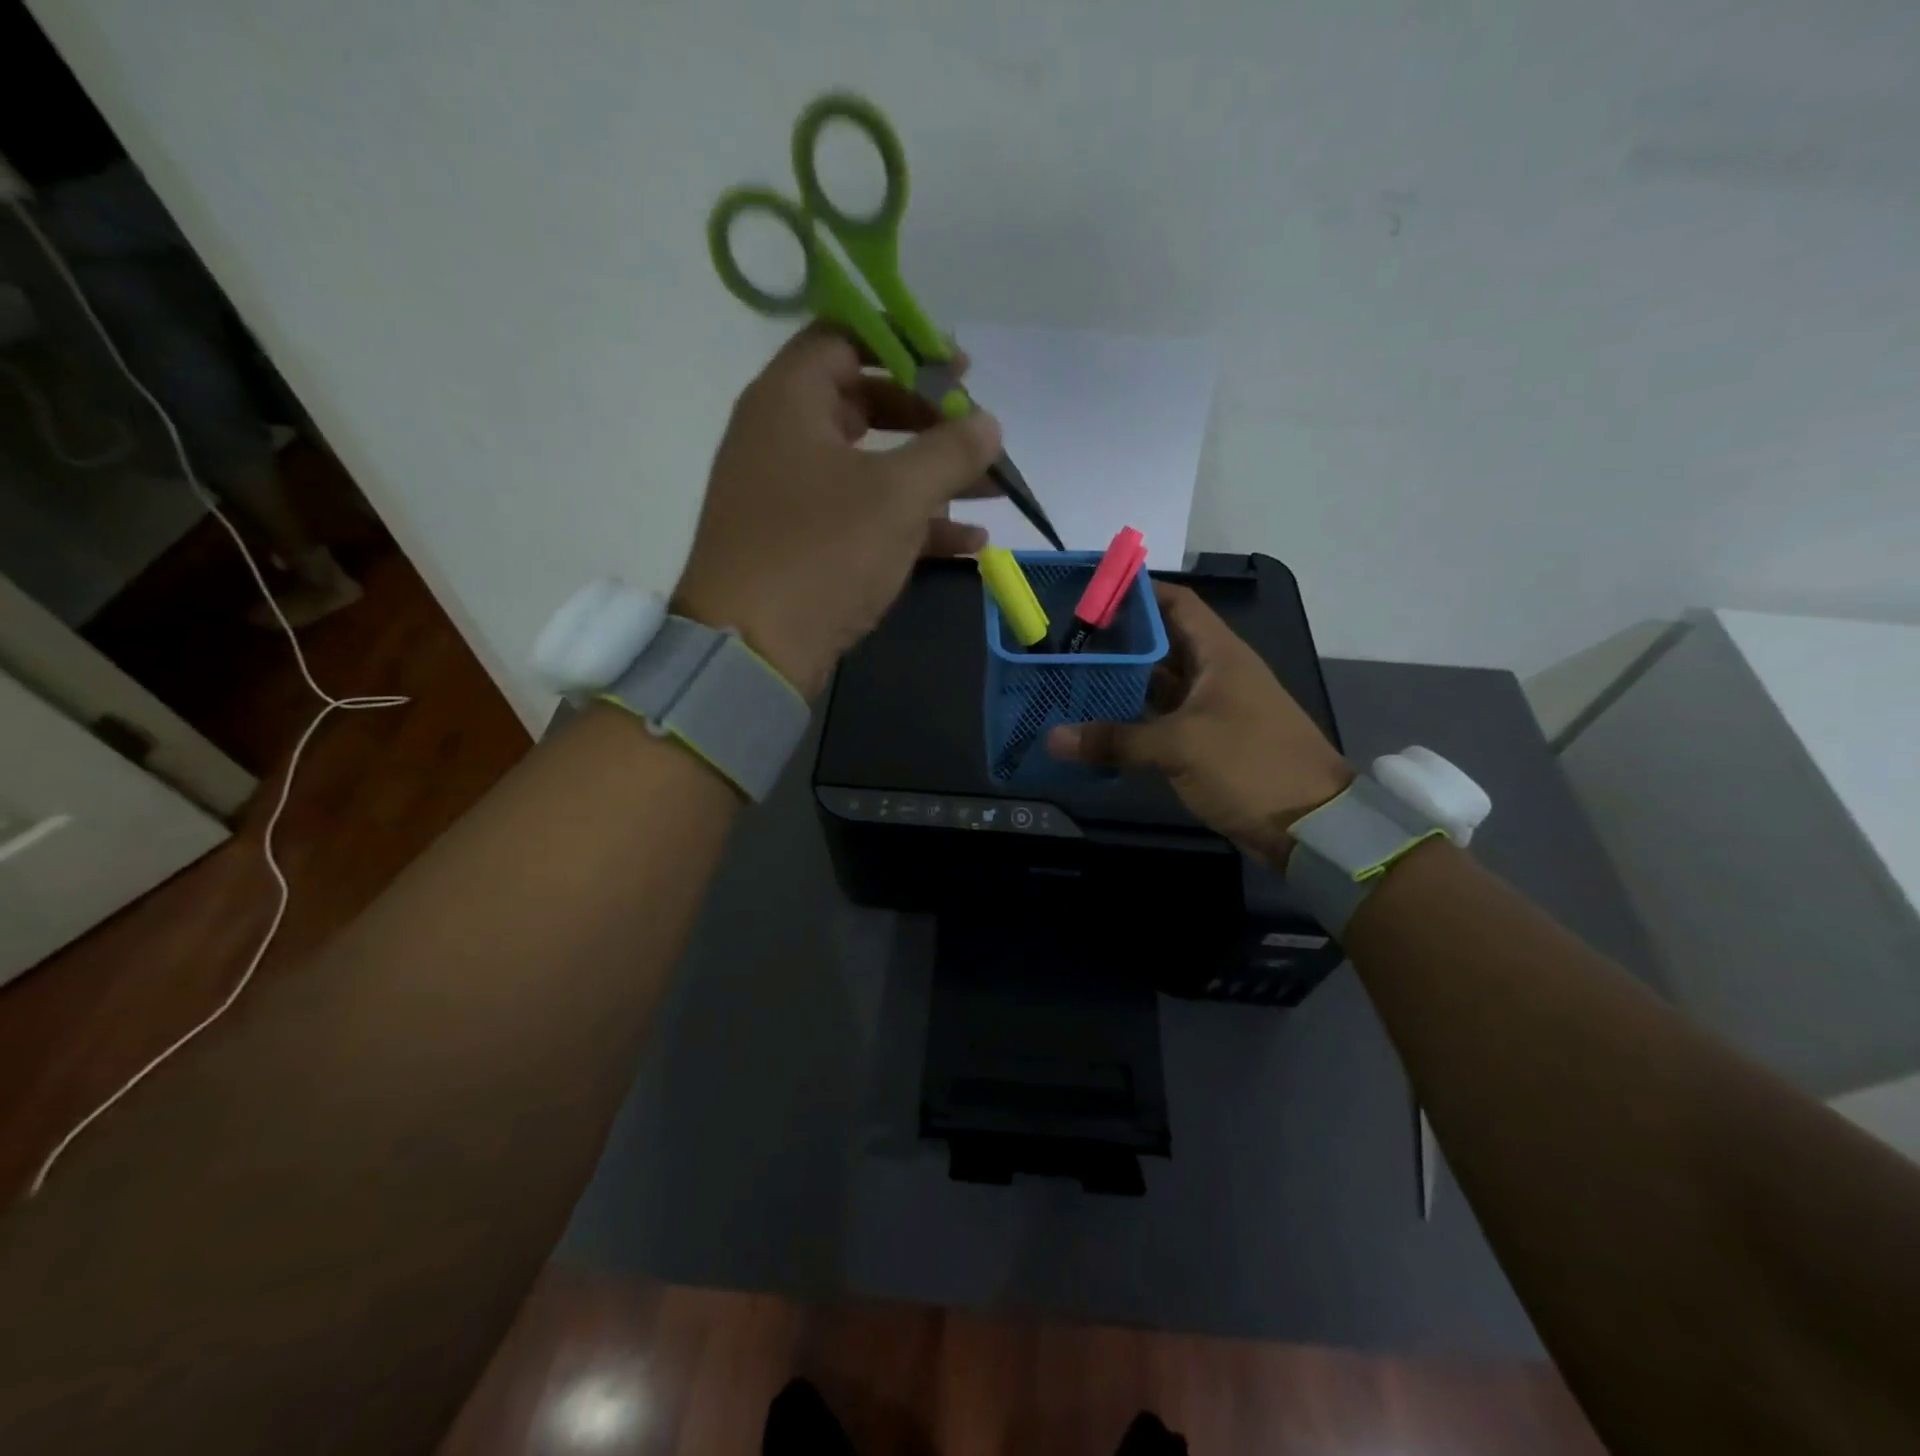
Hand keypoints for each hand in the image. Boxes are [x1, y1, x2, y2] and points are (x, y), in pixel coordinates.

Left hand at [675, 326, 1002, 697]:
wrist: (752, 650)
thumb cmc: (821, 552)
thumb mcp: (897, 496)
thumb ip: (948, 451)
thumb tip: (988, 424)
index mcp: (789, 401)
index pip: (844, 339)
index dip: (904, 345)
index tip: (956, 369)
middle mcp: (783, 438)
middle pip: (864, 404)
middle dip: (928, 421)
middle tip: (976, 434)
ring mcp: (791, 496)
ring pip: (870, 468)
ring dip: (931, 478)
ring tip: (992, 493)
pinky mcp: (802, 544)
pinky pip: (863, 517)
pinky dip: (911, 525)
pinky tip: (968, 544)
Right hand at [1047, 583, 1353, 865]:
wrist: (1309, 824)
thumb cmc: (1250, 764)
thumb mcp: (1181, 746)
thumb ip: (1115, 739)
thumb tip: (1052, 737)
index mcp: (1218, 654)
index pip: (1175, 603)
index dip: (1136, 593)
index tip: (1089, 594)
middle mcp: (1213, 673)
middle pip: (1159, 644)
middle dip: (1116, 642)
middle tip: (1064, 643)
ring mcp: (1209, 709)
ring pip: (1157, 686)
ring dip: (1120, 684)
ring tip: (1070, 679)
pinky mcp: (1204, 743)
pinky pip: (1159, 721)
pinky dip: (1130, 721)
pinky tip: (1094, 725)